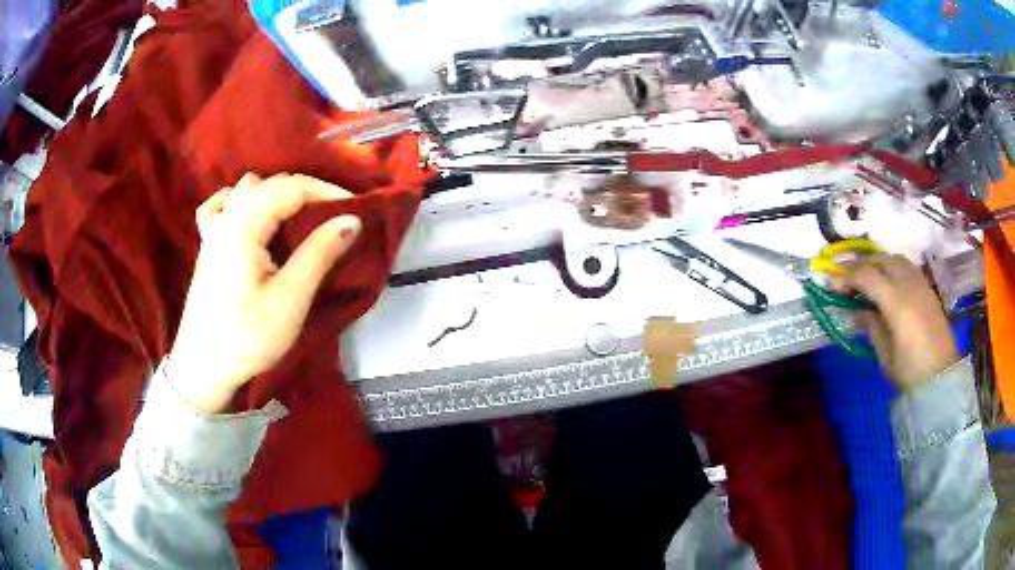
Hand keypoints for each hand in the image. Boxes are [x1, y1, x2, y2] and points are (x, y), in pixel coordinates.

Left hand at [169, 173, 360, 412]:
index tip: (356, 208)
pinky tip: (249, 216)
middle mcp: (226, 219)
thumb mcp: (289, 300)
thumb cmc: (247, 337)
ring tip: (297, 216)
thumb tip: (351, 219)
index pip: (290, 188)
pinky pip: (220, 206)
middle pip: (269, 184)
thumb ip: (319, 253)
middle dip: (305, 191)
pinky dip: (239, 202)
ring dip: (275, 194)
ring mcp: (213, 231)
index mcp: (244, 226)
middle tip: (332, 215)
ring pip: (245, 190)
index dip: (326, 191)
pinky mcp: (208, 247)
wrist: (203, 368)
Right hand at [834, 254, 957, 389]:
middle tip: (846, 278)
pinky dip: (892, 268)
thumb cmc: (910, 372)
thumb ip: (871, 327)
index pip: (867, 275)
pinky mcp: (928, 289)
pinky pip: (907, 267)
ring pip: (895, 258)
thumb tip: (857, 311)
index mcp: (896, 302)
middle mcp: (909, 285)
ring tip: (867, 277)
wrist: (941, 377)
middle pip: (881, 259)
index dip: (847, 277)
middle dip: (860, 264)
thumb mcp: (885, 356)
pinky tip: (888, 284)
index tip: (833, 286)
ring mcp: (921, 284)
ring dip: (878, 262)